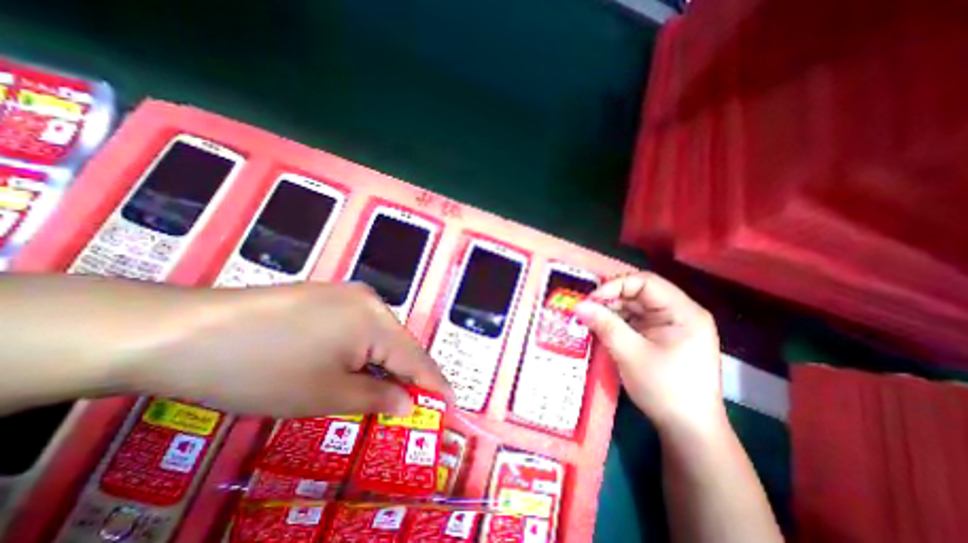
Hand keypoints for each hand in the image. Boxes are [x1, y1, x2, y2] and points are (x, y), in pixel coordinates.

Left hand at [111, 283, 453, 417]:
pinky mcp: (329, 298)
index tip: (451, 406)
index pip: (417, 358)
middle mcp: (370, 301)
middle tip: (416, 406)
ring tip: (389, 392)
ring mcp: (348, 295)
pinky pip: (360, 328)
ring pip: (380, 336)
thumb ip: (377, 397)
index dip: (435, 385)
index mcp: (376, 319)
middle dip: (409, 376)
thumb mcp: (325, 394)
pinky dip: (365, 352)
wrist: (182, 333)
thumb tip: (409, 403)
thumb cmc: (262, 369)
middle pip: (400, 345)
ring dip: (385, 365)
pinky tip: (357, 368)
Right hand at [573, 275, 724, 435]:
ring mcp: (671, 325)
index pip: (646, 282)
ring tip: (590, 319)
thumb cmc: (665, 390)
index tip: (592, 299)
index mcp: (683, 312)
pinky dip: (617, 322)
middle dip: (612, 298)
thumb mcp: (630, 354)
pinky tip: (602, 328)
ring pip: (635, 306)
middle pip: (640, 292)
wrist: (688, 430)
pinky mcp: (661, 336)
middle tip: (587, 309)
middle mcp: (680, 313)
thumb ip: (604, 325)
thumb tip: (578, 305)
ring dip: (612, 310)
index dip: (616, 285)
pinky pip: (636, 320)